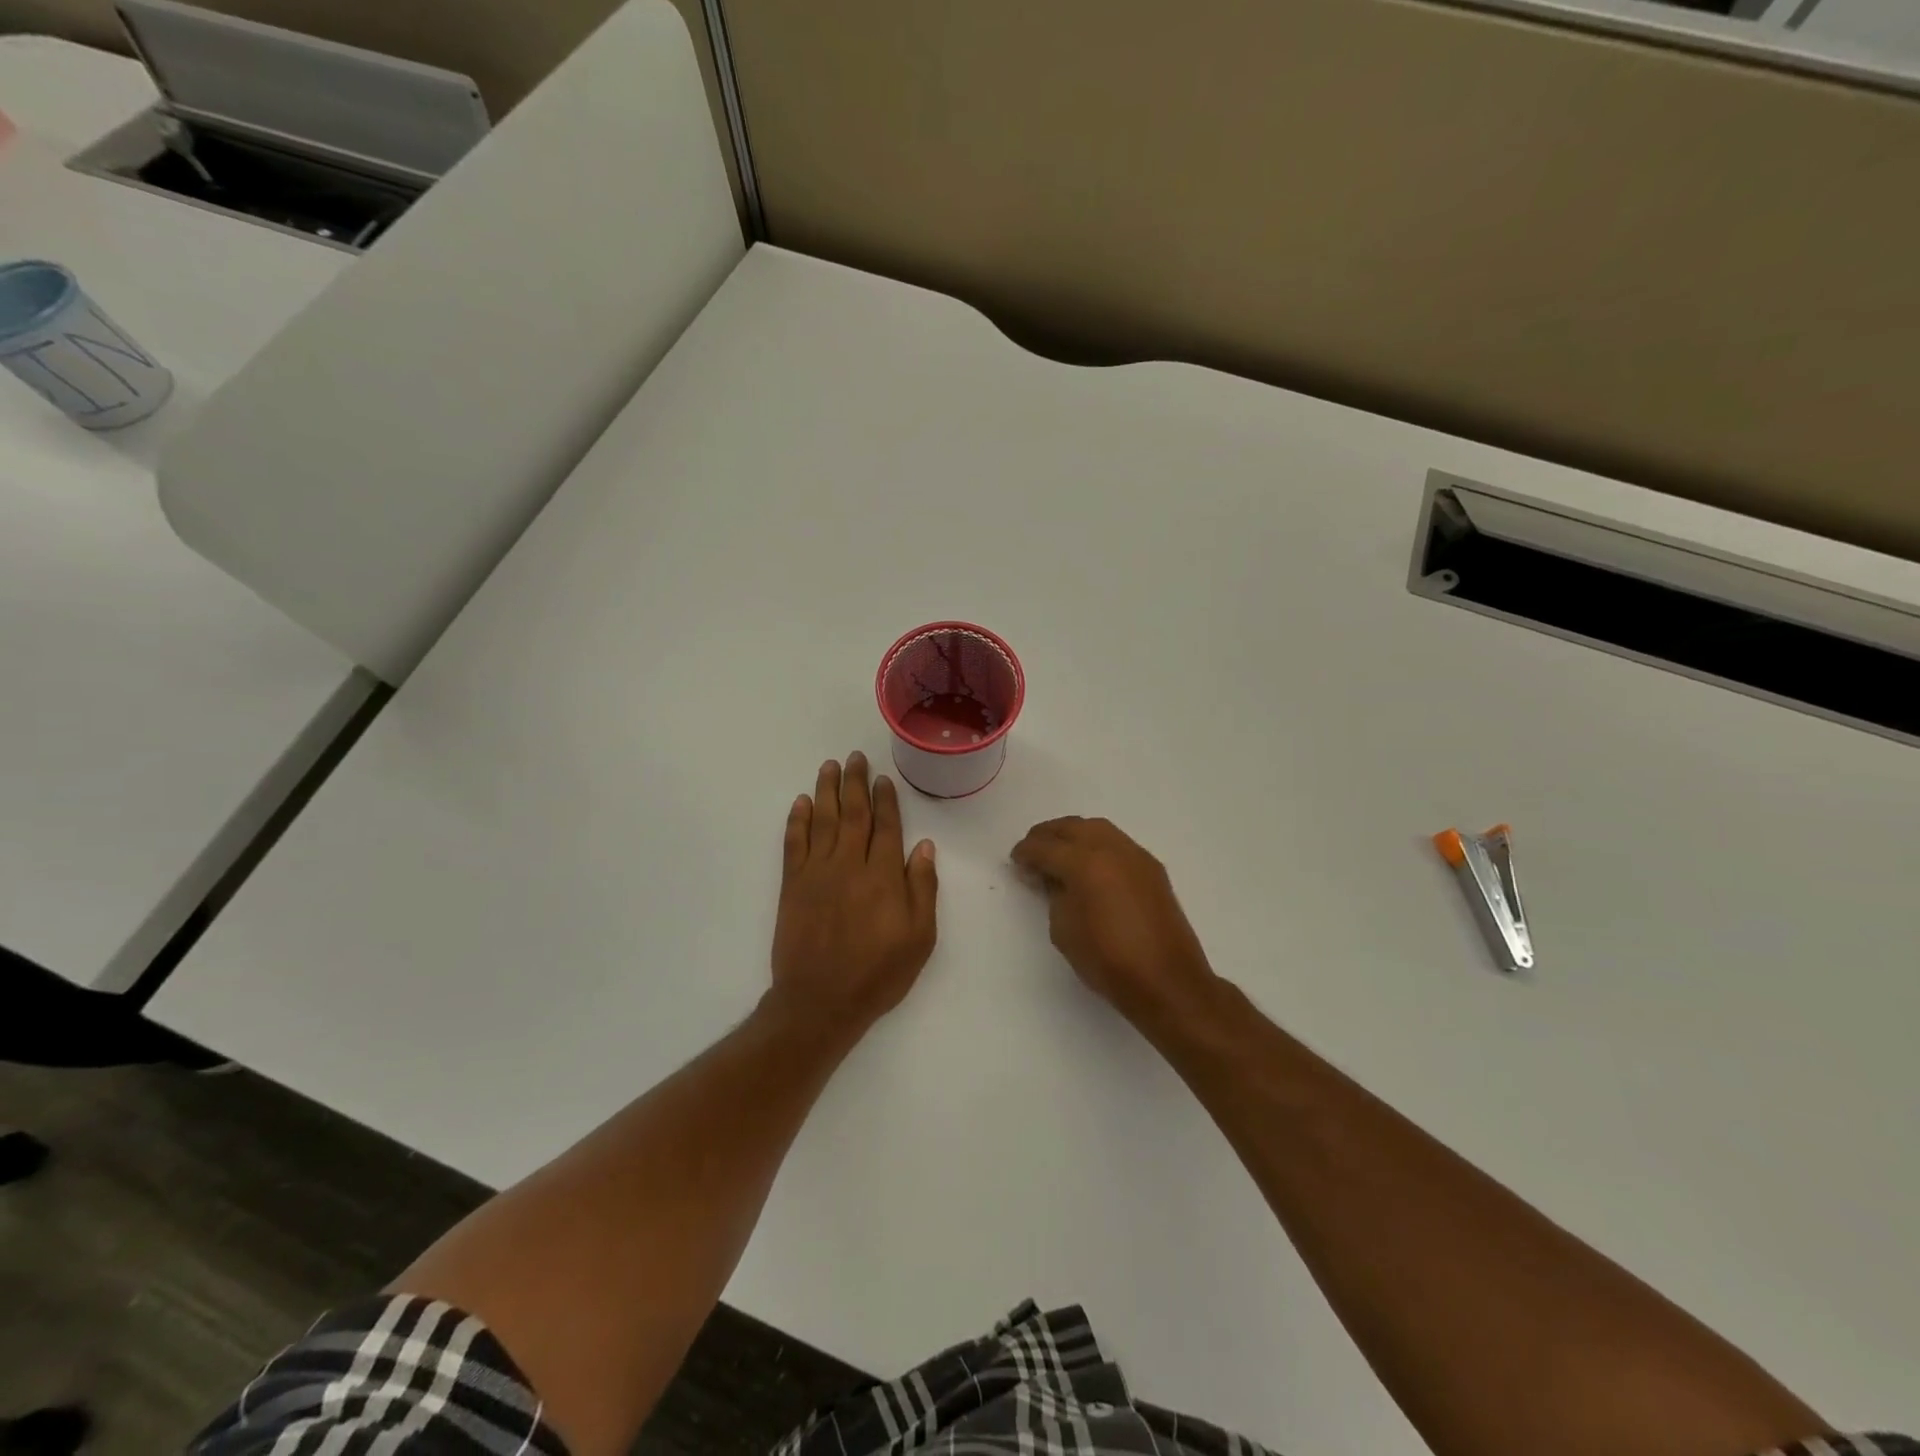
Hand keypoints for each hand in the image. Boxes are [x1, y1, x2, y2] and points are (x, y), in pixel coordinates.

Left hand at [771, 753, 938, 1032]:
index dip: (886, 799)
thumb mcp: (919, 938)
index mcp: (883, 876)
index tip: (883, 778)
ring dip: (826, 790)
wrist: (820, 1002)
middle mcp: (850, 864)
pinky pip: (794, 843)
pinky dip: (797, 820)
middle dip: (855, 783)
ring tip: (829, 766)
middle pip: (853, 813)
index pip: (886, 826)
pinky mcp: (792, 885)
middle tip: (855, 757)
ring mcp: (817, 872)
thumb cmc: (878, 973)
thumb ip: (922, 889)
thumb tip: (923, 846)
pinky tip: (801, 802)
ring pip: (823, 820)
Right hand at [1011, 817, 1216, 1026]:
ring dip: (1074, 835)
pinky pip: (1117, 843)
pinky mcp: (1152, 868)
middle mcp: (1111, 849)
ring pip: (1097, 829)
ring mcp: (1136, 856)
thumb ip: (1054, 895)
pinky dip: (1097, 845)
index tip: (1015, 860)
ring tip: (1059, 853)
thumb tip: (1052, 877)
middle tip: (1033, 850)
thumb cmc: (1108, 961)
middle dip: (1048, 835)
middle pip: (1072, 827)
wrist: (1167, 982)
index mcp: (1085, 864)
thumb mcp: (1064, 930)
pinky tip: (1090, 865)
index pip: (1045, 847)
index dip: (1025, 852)